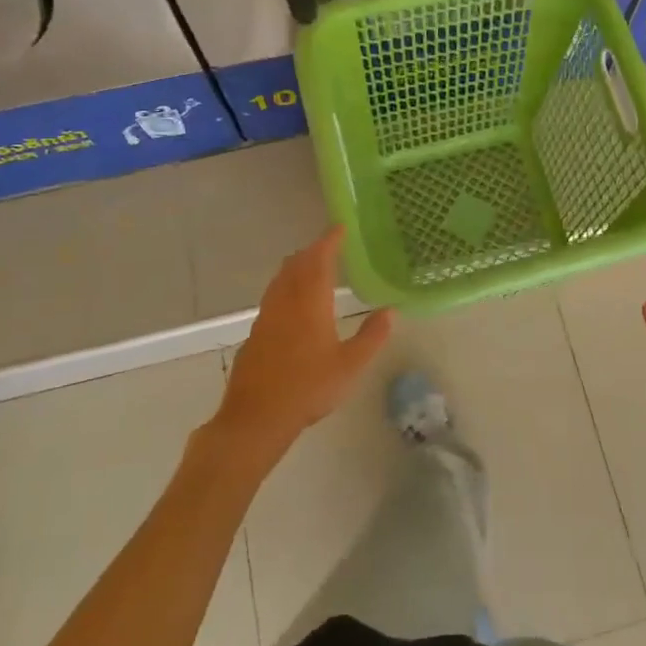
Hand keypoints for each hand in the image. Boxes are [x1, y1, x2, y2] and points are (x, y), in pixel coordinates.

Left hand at [212, 229, 392, 461]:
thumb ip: (371, 336)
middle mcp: (285, 302)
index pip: (319, 260)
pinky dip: (286, 287)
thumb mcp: (350, 365)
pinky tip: (293, 304)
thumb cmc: (308, 388)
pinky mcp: (256, 333)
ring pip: (280, 280)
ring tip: (312, 268)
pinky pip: (273, 297)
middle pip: (295, 265)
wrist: (256, 417)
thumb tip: (390, 311)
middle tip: (329, 246)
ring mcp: (266, 317)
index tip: (340, 228)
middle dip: (312, 251)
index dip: (329, 241)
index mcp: (310, 303)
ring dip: (296, 267)